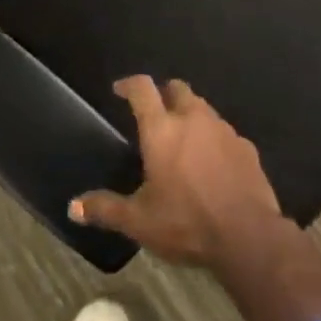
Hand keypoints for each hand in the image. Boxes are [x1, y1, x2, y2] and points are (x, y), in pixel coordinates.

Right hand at [70, 76, 287, 268]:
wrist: (247, 236)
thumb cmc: (186, 223)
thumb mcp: (139, 221)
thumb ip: (106, 209)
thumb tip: (72, 207)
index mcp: (162, 129)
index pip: (143, 89)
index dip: (129, 84)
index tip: (120, 89)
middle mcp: (193, 118)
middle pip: (177, 88)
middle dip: (164, 95)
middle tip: (155, 114)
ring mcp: (223, 130)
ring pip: (203, 108)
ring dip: (190, 116)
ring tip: (182, 140)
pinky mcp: (246, 146)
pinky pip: (224, 133)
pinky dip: (213, 139)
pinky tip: (212, 164)